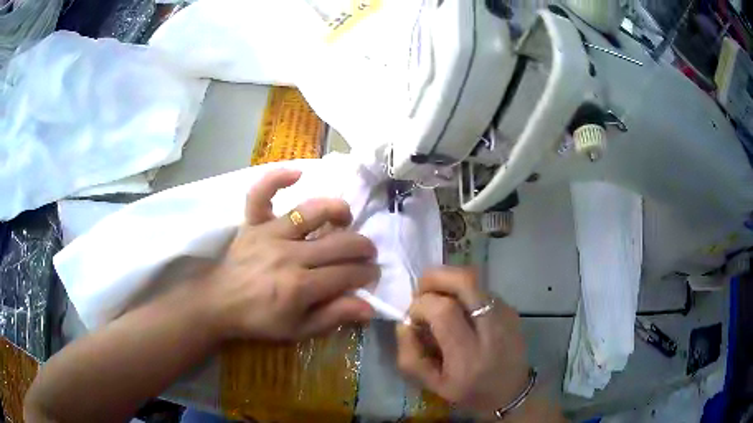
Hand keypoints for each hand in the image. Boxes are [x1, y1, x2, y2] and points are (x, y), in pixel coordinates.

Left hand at [197, 168, 378, 340]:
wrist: (219, 303)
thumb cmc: (259, 319)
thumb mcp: (299, 330)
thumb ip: (333, 317)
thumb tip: (370, 308)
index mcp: (300, 286)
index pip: (347, 274)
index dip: (366, 273)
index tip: (372, 274)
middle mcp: (289, 255)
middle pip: (338, 243)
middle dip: (363, 248)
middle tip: (367, 253)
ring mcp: (269, 233)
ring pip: (312, 212)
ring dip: (337, 211)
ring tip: (346, 218)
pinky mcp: (252, 222)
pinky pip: (262, 193)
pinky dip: (278, 178)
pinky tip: (298, 173)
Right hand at [396, 267, 528, 415]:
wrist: (512, 393)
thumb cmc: (469, 393)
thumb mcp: (432, 385)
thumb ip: (410, 355)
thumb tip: (404, 322)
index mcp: (468, 356)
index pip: (443, 310)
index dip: (421, 305)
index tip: (413, 318)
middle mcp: (492, 329)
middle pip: (466, 280)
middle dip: (436, 277)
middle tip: (422, 290)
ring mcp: (506, 315)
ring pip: (474, 280)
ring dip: (449, 283)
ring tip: (439, 301)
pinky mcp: (511, 309)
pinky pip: (482, 289)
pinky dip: (463, 292)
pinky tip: (459, 311)